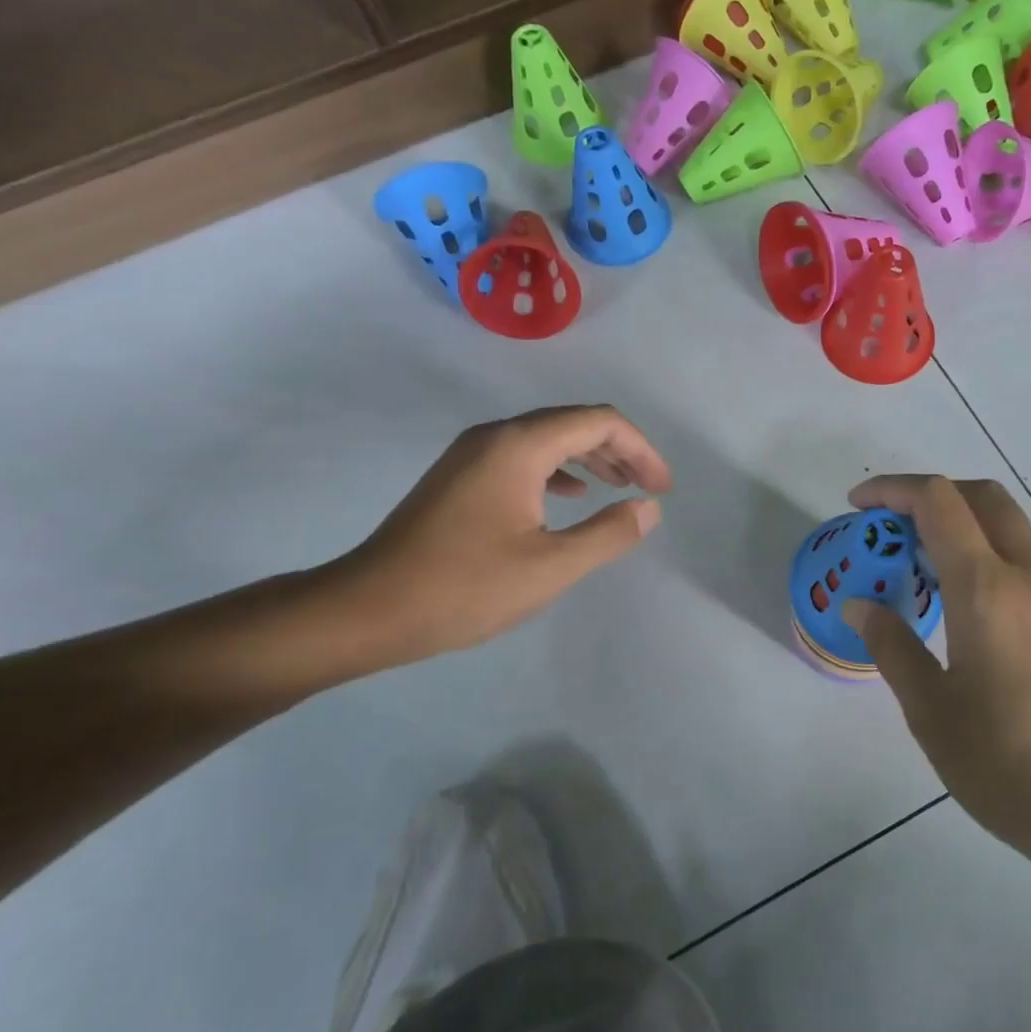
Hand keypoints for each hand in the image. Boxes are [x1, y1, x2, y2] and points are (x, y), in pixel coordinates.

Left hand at [324, 405, 670, 664]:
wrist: (369, 608)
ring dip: (589, 460)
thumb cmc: (465, 588)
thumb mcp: (550, 567)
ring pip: (546, 439)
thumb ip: (607, 534)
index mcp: (519, 446)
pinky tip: (569, 498)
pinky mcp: (459, 477)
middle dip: (619, 452)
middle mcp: (495, 436)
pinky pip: (522, 458)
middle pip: (573, 423)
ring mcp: (472, 454)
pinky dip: (557, 471)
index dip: (640, 450)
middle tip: (648, 489)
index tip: (661, 489)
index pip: (599, 422)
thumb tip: (648, 508)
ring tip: (619, 489)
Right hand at [843, 476, 1030, 863]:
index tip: (858, 506)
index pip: (938, 502)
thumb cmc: (1013, 769)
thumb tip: (859, 605)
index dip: (893, 490)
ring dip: (964, 524)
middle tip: (891, 530)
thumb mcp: (933, 714)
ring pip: (1012, 527)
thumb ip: (893, 648)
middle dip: (930, 495)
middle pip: (982, 497)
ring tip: (925, 569)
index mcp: (988, 591)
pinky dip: (992, 554)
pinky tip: (973, 608)